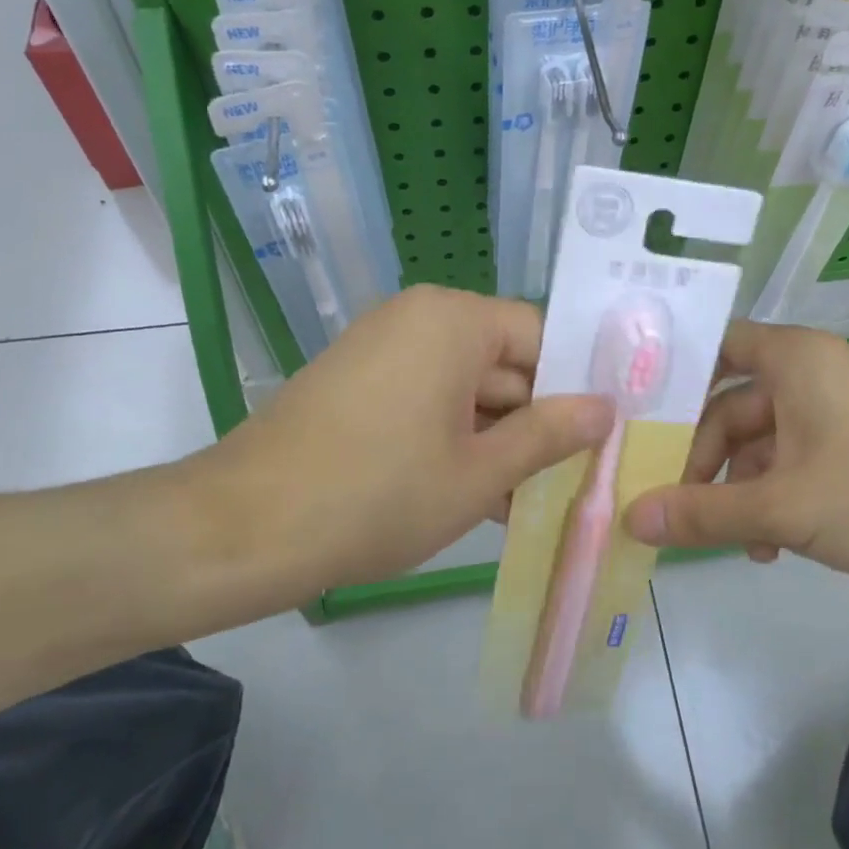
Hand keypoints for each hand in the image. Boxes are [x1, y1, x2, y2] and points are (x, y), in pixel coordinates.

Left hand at [175, 286, 612, 621]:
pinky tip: (479, 495)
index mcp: (453, 320)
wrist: (242, 530)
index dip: (574, 385)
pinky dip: (455, 440)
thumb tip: (606, 409)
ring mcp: (382, 349)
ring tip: (532, 499)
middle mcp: (418, 318)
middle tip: (576, 477)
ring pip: (466, 388)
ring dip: (497, 440)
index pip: (540, 336)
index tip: (602, 435)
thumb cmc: (378, 495)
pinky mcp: (358, 383)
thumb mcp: (479, 472)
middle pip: (503, 361)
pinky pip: (427, 400)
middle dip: (536, 421)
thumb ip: (550, 434)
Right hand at [623, 321, 848, 584]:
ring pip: (765, 439)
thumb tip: (630, 518)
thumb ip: (702, 513)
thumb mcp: (782, 507)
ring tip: (736, 541)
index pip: (716, 345)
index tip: (642, 420)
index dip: (677, 377)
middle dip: (708, 460)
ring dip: (742, 488)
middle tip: (682, 507)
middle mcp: (812, 370)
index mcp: (793, 358)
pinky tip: (773, 544)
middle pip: (733, 405)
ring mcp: (837, 406)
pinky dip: (778, 493)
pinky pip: (798, 456)